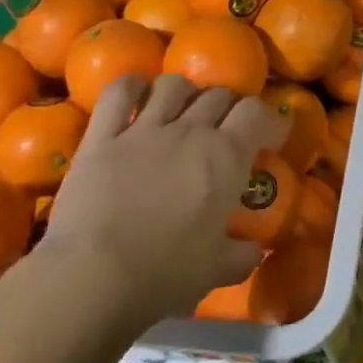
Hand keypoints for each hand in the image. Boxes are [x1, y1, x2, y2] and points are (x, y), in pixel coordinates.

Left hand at [39, 75, 282, 320]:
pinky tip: (137, 92)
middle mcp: (191, 131)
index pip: (256, 113)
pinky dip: (132, 85)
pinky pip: (120, 92)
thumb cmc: (164, 274)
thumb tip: (256, 249)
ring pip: (174, 84)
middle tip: (225, 129)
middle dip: (228, 107)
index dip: (267, 120)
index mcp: (226, 157)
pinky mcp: (102, 136)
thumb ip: (243, 254)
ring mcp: (144, 129)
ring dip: (186, 92)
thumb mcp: (217, 270)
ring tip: (183, 109)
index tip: (270, 137)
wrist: (92, 277)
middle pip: (219, 95)